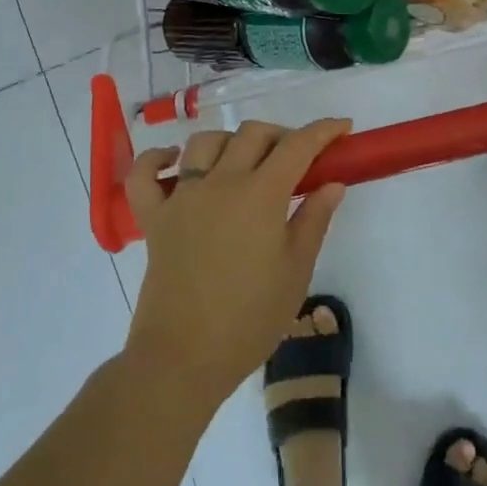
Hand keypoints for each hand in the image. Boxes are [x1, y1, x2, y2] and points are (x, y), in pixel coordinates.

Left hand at [122, 118, 351, 405]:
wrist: (185, 356)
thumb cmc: (250, 319)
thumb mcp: (296, 271)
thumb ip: (314, 220)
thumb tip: (333, 183)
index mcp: (260, 195)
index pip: (296, 146)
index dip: (322, 131)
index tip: (341, 128)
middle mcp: (219, 182)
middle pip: (251, 135)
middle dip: (281, 135)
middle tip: (297, 159)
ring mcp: (181, 197)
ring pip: (204, 142)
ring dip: (230, 141)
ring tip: (245, 161)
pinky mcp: (153, 217)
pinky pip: (145, 174)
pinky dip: (158, 159)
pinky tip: (176, 161)